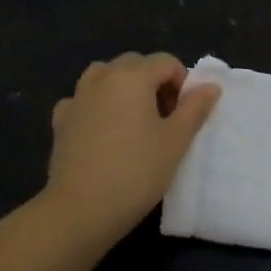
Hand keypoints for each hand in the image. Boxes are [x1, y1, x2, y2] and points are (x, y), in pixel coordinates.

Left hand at [43, 53, 221, 242]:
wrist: (82, 208)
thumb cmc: (137, 171)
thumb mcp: (176, 141)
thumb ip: (194, 108)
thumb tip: (210, 86)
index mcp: (132, 76)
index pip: (166, 62)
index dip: (182, 84)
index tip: (184, 115)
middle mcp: (101, 77)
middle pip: (134, 65)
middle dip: (154, 83)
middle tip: (164, 120)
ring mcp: (76, 98)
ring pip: (105, 78)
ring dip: (124, 90)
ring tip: (134, 123)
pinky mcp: (60, 121)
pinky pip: (84, 101)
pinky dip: (97, 107)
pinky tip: (104, 134)